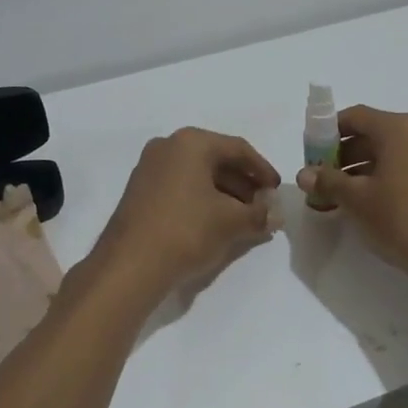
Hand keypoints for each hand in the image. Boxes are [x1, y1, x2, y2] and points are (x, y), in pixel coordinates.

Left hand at [91, 128, 281, 294]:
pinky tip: (216, 222)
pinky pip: (180, 186)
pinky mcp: (140, 190)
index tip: (276, 191)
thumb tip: (277, 215)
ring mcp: (150, 167)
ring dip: (225, 193)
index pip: (238, 149)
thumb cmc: (186, 231)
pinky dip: (202, 199)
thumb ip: (259, 214)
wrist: (130, 265)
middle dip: (244, 183)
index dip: (263, 170)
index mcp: (191, 142)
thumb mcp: (231, 222)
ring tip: (244, 218)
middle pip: (216, 159)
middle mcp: (168, 146)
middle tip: (263, 206)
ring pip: (198, 174)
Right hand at [297, 106, 407, 287]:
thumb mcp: (356, 200)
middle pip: (374, 134)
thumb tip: (304, 174)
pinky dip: (389, 177)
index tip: (312, 156)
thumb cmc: (402, 219)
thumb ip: (327, 181)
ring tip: (344, 198)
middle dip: (345, 156)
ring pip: (394, 152)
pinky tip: (375, 204)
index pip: (355, 117)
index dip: (328, 134)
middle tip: (324, 182)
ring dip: (365, 169)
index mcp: (400, 128)